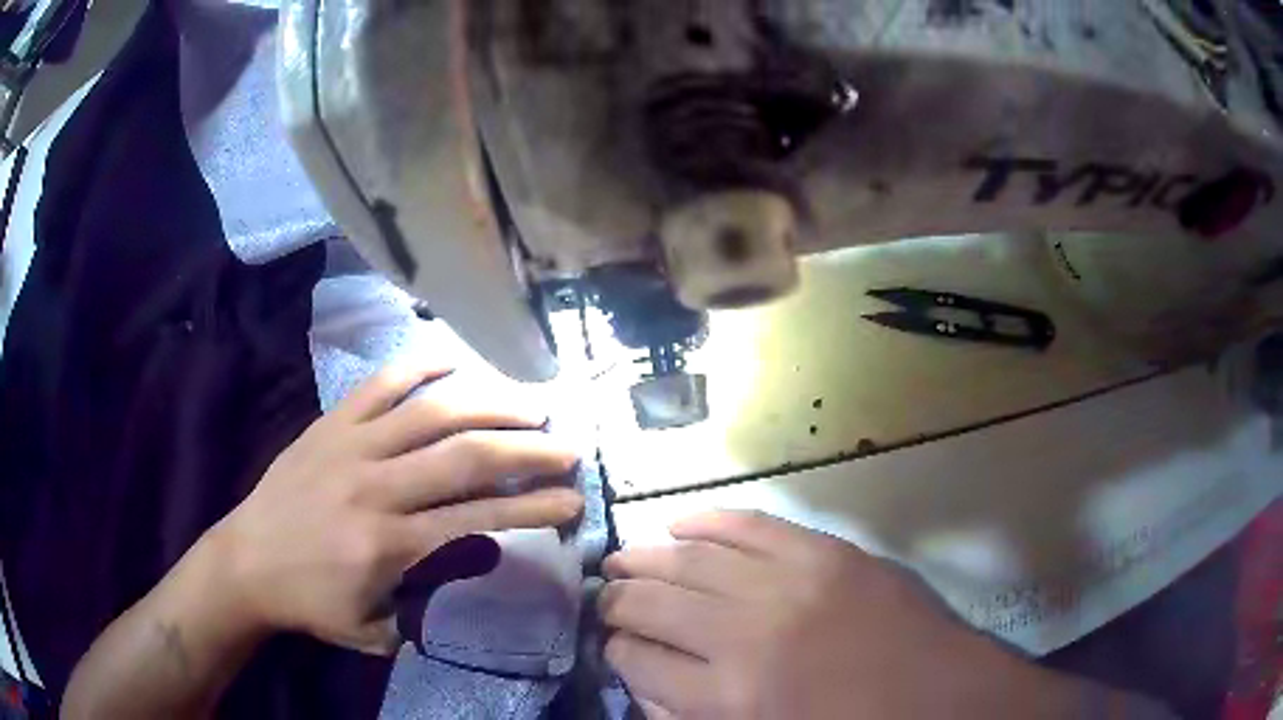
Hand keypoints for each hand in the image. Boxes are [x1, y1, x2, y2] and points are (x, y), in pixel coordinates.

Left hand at [210, 359, 582, 654]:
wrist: (245, 562)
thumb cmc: (311, 604)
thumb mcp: (375, 631)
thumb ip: (431, 605)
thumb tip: (479, 561)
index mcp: (389, 544)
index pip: (478, 518)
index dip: (533, 507)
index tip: (572, 500)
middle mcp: (377, 486)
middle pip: (467, 455)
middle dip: (529, 449)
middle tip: (569, 445)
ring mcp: (352, 445)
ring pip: (433, 410)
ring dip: (491, 402)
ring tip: (531, 402)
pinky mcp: (331, 422)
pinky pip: (383, 382)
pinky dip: (423, 366)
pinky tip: (457, 362)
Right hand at [601, 511, 1087, 719]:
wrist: (942, 697)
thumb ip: (695, 718)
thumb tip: (647, 689)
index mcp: (730, 698)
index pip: (638, 662)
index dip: (617, 652)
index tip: (612, 644)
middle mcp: (747, 634)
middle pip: (653, 604)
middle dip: (619, 600)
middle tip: (605, 597)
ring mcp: (790, 584)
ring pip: (690, 559)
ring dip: (647, 558)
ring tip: (623, 559)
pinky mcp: (826, 551)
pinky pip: (749, 524)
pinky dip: (707, 521)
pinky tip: (679, 525)